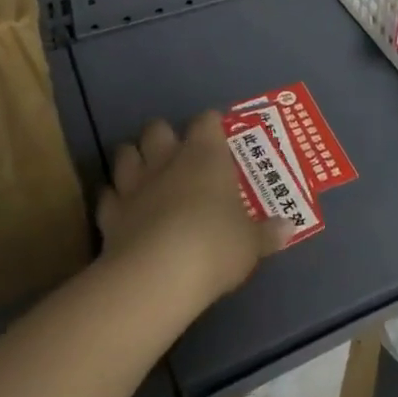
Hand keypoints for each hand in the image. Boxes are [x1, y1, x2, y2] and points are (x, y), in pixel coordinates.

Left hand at [95, 112, 288, 309]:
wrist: (158, 274)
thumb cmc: (215, 245)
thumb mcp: (250, 243)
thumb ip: (267, 233)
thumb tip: (289, 228)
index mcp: (206, 155)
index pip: (206, 122)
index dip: (211, 124)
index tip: (218, 133)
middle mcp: (168, 160)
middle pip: (158, 128)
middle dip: (163, 136)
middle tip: (175, 153)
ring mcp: (134, 185)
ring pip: (125, 153)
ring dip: (133, 158)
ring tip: (143, 172)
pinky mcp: (110, 214)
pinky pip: (107, 195)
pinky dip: (113, 198)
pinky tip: (121, 208)